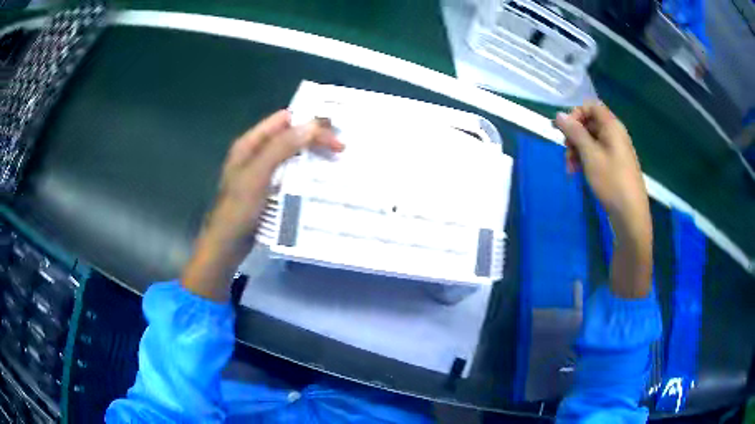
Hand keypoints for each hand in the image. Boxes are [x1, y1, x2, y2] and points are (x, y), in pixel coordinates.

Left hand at [207, 111, 342, 247]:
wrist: (227, 246)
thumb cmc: (238, 209)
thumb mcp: (258, 174)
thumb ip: (282, 147)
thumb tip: (313, 125)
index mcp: (250, 143)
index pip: (284, 120)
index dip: (308, 121)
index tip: (334, 132)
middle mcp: (256, 153)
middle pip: (290, 135)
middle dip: (314, 138)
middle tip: (341, 148)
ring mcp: (262, 172)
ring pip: (292, 155)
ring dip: (312, 156)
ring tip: (336, 161)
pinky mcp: (268, 189)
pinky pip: (290, 174)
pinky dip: (305, 173)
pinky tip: (320, 180)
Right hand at [555, 101, 651, 297]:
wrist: (631, 216)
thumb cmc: (611, 182)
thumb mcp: (590, 155)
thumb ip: (574, 132)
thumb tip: (558, 114)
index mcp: (612, 127)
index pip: (591, 106)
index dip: (575, 114)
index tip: (563, 130)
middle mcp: (615, 134)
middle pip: (590, 123)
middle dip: (574, 136)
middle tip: (565, 152)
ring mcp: (616, 151)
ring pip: (591, 141)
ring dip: (577, 150)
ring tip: (569, 169)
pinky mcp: (615, 166)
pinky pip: (597, 154)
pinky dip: (585, 160)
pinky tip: (578, 173)